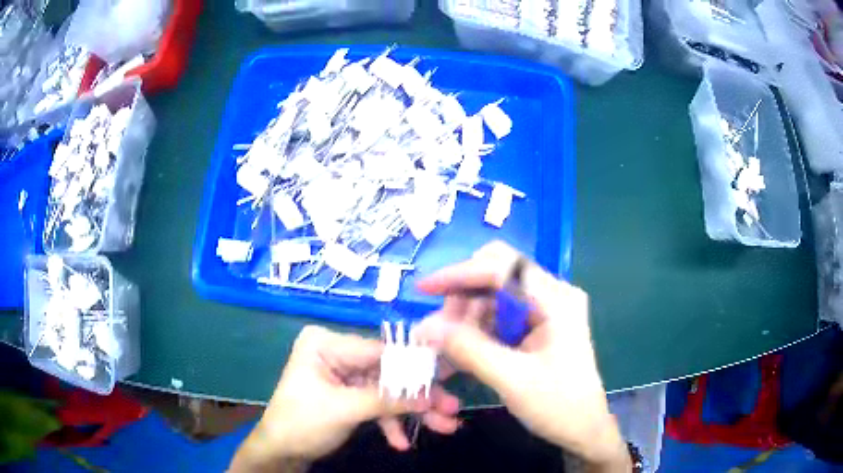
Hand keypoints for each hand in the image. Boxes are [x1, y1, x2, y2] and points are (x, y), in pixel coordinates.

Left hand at [230, 326, 459, 470]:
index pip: (380, 350)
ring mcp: (344, 375)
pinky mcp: (348, 394)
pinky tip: (401, 442)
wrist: (280, 452)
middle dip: (417, 396)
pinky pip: (376, 403)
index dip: (415, 367)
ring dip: (411, 412)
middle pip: (388, 373)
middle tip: (451, 409)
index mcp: (326, 344)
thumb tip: (431, 394)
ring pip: (386, 390)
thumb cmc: (302, 423)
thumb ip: (388, 399)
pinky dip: (390, 422)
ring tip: (443, 427)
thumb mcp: (345, 410)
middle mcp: (336, 353)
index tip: (449, 378)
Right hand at [416, 241, 628, 469]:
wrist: (583, 430)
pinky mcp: (537, 327)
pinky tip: (459, 355)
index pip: (501, 267)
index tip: (424, 290)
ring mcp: (545, 310)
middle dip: (461, 301)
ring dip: (464, 320)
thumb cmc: (558, 406)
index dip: (459, 274)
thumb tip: (424, 327)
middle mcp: (551, 295)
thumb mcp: (511, 379)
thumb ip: (468, 349)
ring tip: (445, 352)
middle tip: (437, 334)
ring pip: (491, 298)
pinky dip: (475, 333)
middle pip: (495, 277)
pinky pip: (497, 318)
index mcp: (555, 299)